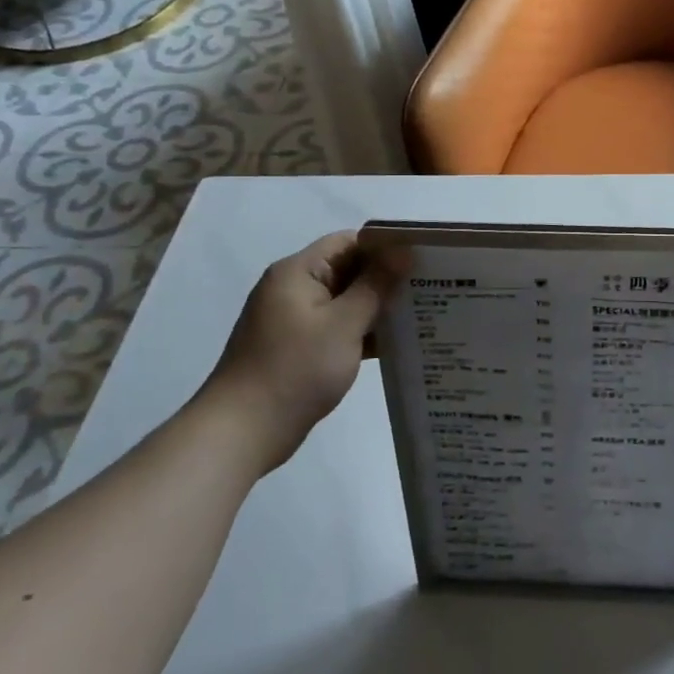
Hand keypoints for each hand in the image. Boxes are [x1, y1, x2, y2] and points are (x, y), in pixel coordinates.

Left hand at [197, 230, 400, 473]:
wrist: (242, 432)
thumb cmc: (295, 370)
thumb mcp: (343, 324)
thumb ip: (375, 285)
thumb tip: (403, 251)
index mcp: (298, 272)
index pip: (349, 242)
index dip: (386, 247)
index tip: (423, 259)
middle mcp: (293, 289)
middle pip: (348, 270)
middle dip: (387, 279)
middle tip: (432, 287)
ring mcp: (294, 320)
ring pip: (345, 302)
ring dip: (377, 308)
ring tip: (422, 314)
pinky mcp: (298, 348)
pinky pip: (337, 328)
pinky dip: (362, 332)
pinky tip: (396, 344)